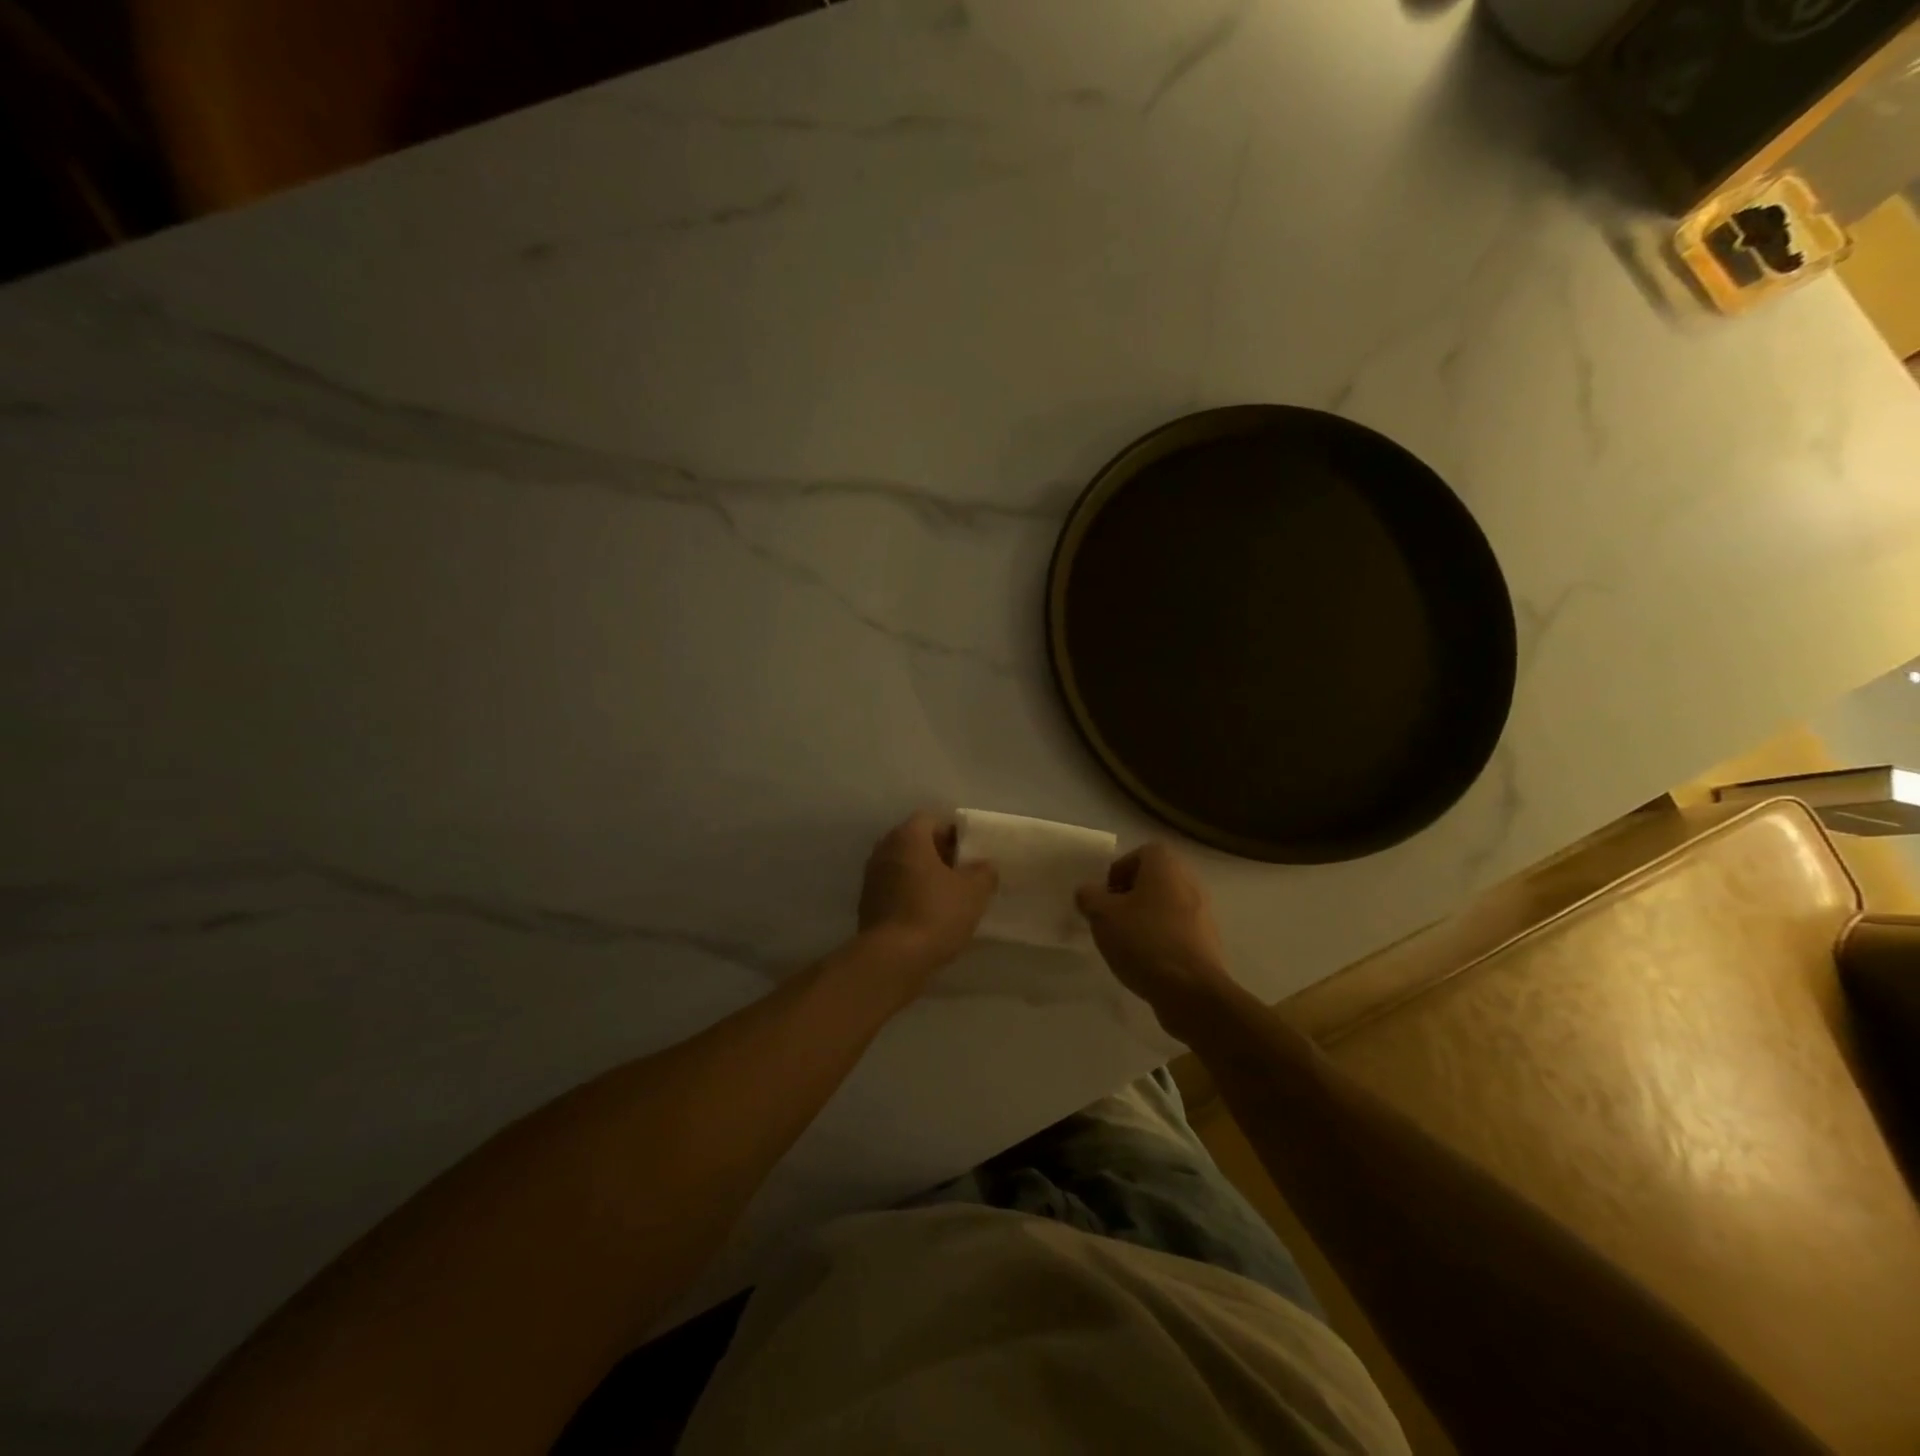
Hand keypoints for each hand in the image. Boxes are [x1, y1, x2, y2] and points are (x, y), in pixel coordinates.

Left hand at [857, 811, 997, 975]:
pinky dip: (911, 895)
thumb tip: (984, 866)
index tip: (971, 853)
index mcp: (908, 837)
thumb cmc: (935, 913)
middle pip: (916, 842)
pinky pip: (895, 889)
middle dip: (940, 854)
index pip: (931, 820)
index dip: (954, 832)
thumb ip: (983, 872)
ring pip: (904, 867)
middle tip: (964, 873)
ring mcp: (872, 877)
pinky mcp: (867, 904)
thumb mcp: (973, 892)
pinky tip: (930, 916)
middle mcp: (884, 849)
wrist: (892, 959)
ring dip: (925, 876)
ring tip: (950, 897)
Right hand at [1077, 844, 1235, 1034]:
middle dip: (1130, 896)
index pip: (1141, 853)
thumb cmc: (1144, 940)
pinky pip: (1177, 931)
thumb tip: (1088, 892)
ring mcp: (1203, 913)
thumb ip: (1089, 897)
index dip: (1119, 870)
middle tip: (1110, 918)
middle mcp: (1189, 882)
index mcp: (1166, 867)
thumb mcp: (1102, 915)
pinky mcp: (1208, 943)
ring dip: (1145, 918)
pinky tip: (1145, 961)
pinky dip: (1161, 939)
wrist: (1191, 991)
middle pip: (1154, 880)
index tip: (1104, 896)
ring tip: (1125, 942)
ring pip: (1166, 906)